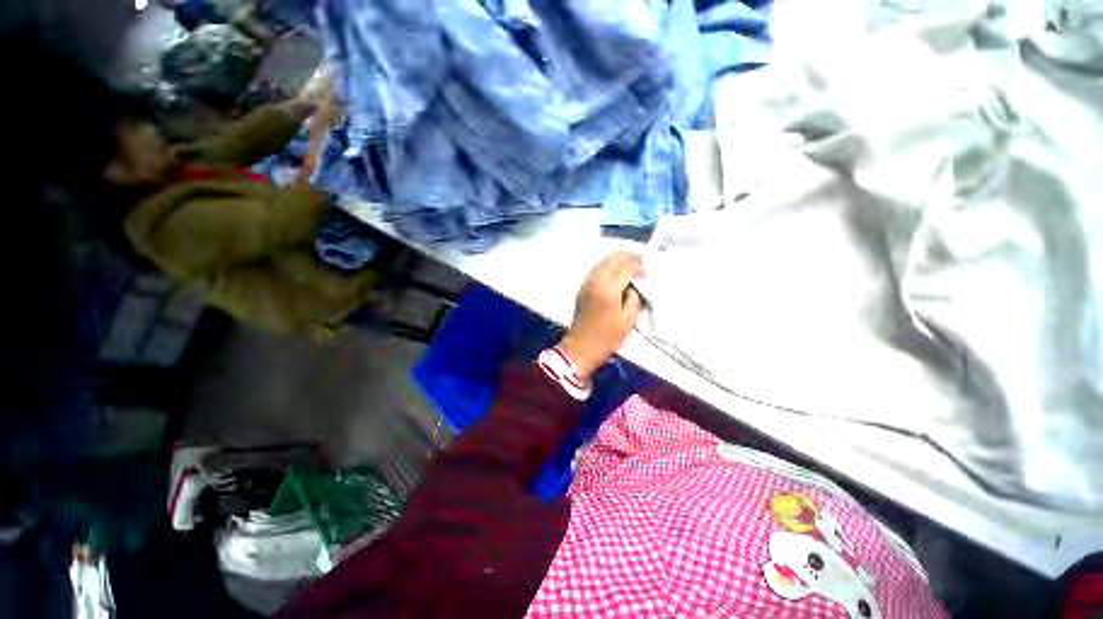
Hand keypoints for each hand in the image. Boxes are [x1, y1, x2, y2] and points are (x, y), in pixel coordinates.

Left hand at [558, 252, 644, 380]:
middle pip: (612, 259)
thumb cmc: (607, 338)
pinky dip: (608, 266)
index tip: (647, 271)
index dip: (638, 266)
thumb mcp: (629, 320)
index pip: (625, 267)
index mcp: (608, 289)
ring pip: (603, 262)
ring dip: (617, 259)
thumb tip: (633, 287)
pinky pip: (597, 269)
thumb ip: (634, 299)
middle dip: (628, 257)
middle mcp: (595, 281)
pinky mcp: (582, 288)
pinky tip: (616, 272)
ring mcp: (586, 283)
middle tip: (641, 260)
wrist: (581, 347)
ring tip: (631, 264)